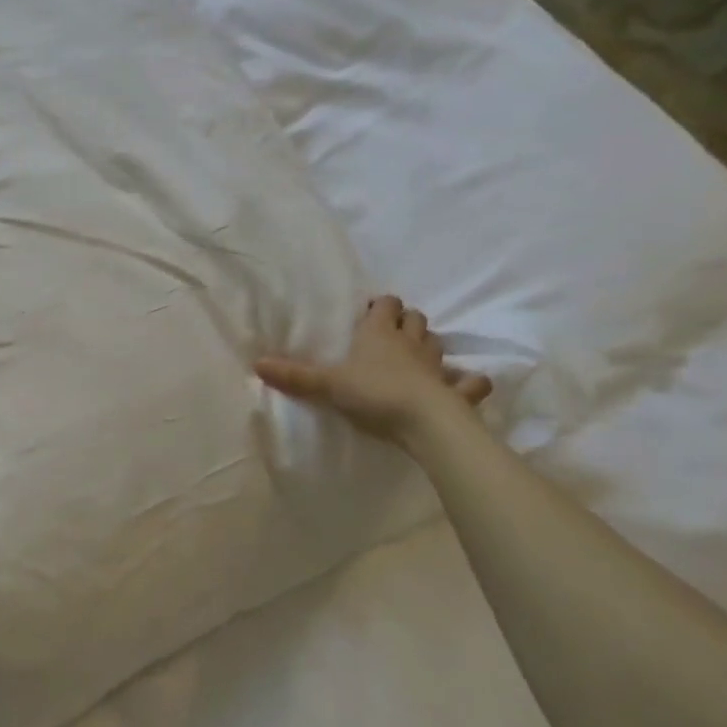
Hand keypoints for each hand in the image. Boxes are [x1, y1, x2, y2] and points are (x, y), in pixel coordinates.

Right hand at [256, 296, 490, 445]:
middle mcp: (410, 342)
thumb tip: (257, 364)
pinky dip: (467, 382)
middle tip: (390, 333)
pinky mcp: (456, 391)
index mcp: (379, 334)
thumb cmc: (374, 393)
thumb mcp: (327, 385)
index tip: (370, 312)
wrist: (424, 421)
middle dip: (405, 321)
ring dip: (428, 345)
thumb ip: (295, 376)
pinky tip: (462, 385)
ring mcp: (437, 365)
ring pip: (436, 343)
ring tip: (416, 356)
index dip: (380, 305)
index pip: (385, 305)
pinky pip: (469, 382)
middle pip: (414, 319)